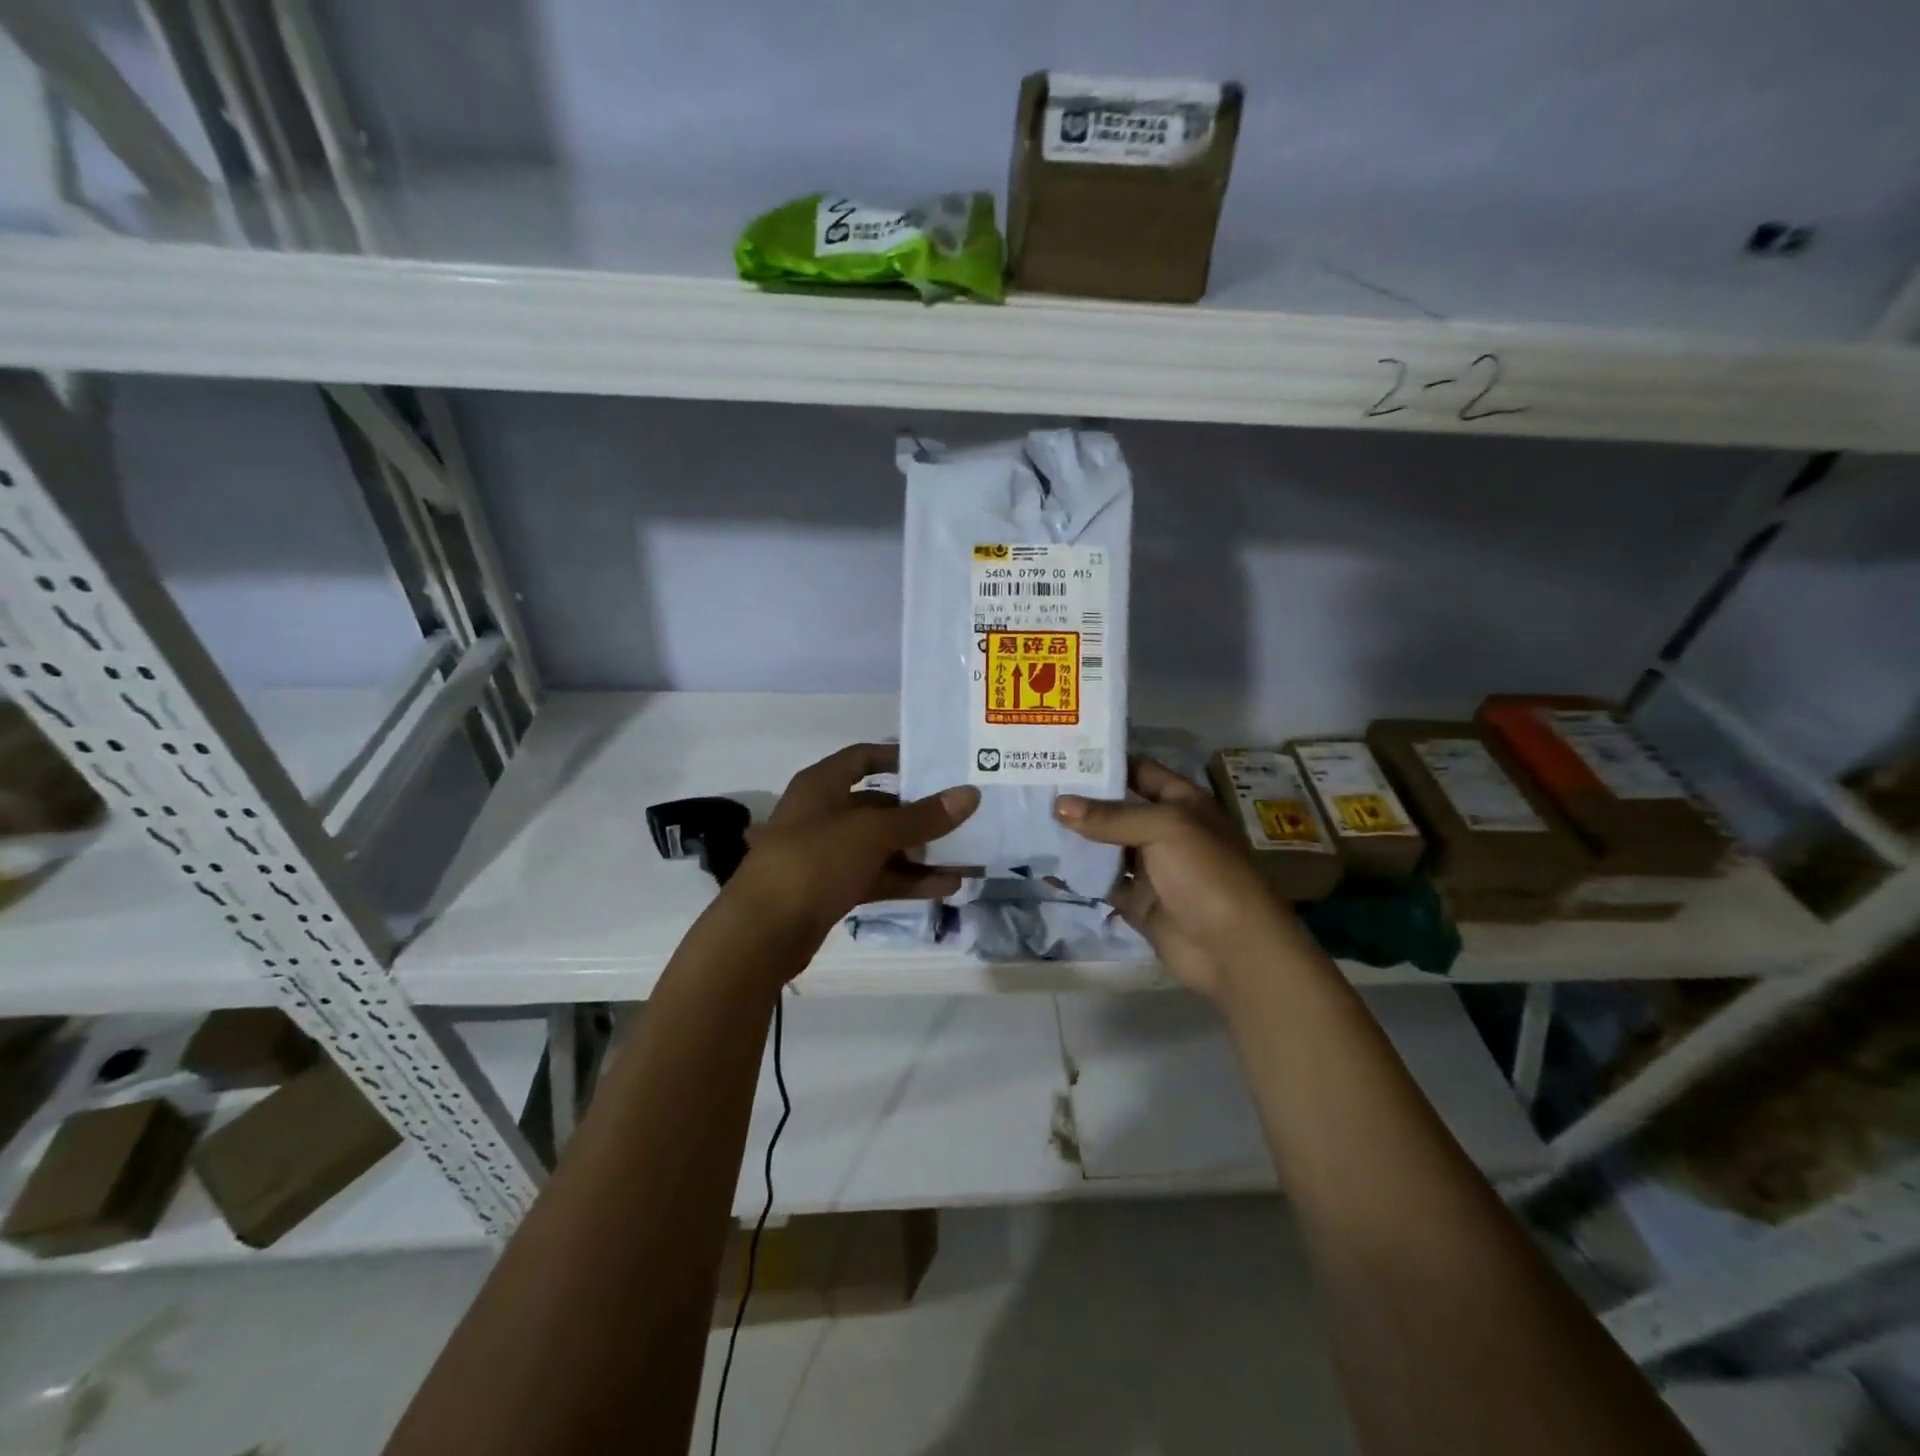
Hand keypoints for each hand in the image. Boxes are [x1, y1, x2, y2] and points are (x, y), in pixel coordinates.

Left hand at [729, 743, 979, 949]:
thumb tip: (970, 794)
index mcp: (821, 785)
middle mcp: (823, 814)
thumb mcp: (872, 833)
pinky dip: (907, 880)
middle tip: (963, 816)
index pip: (862, 757)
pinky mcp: (832, 889)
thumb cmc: (814, 861)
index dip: (896, 757)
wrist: (762, 933)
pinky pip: (877, 876)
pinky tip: (945, 887)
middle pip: (878, 805)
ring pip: (881, 846)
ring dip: (921, 852)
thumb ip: (922, 817)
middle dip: (920, 814)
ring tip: (966, 858)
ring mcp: (826, 854)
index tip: (936, 764)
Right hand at [1055, 757, 1306, 1000]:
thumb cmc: (1206, 872)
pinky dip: (1077, 874)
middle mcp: (1164, 830)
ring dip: (1075, 836)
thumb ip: (1110, 817)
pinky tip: (1045, 862)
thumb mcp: (1163, 829)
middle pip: (1117, 808)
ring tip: (1031, 818)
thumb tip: (1059, 805)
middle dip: (1082, 799)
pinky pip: (1101, 881)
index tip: (1063, 753)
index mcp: (1182, 802)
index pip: (1140, 771)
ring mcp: (1150, 867)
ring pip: (1105, 845)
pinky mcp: (1136, 900)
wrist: (1233, 948)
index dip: (1106, 762)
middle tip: (1036, 786)